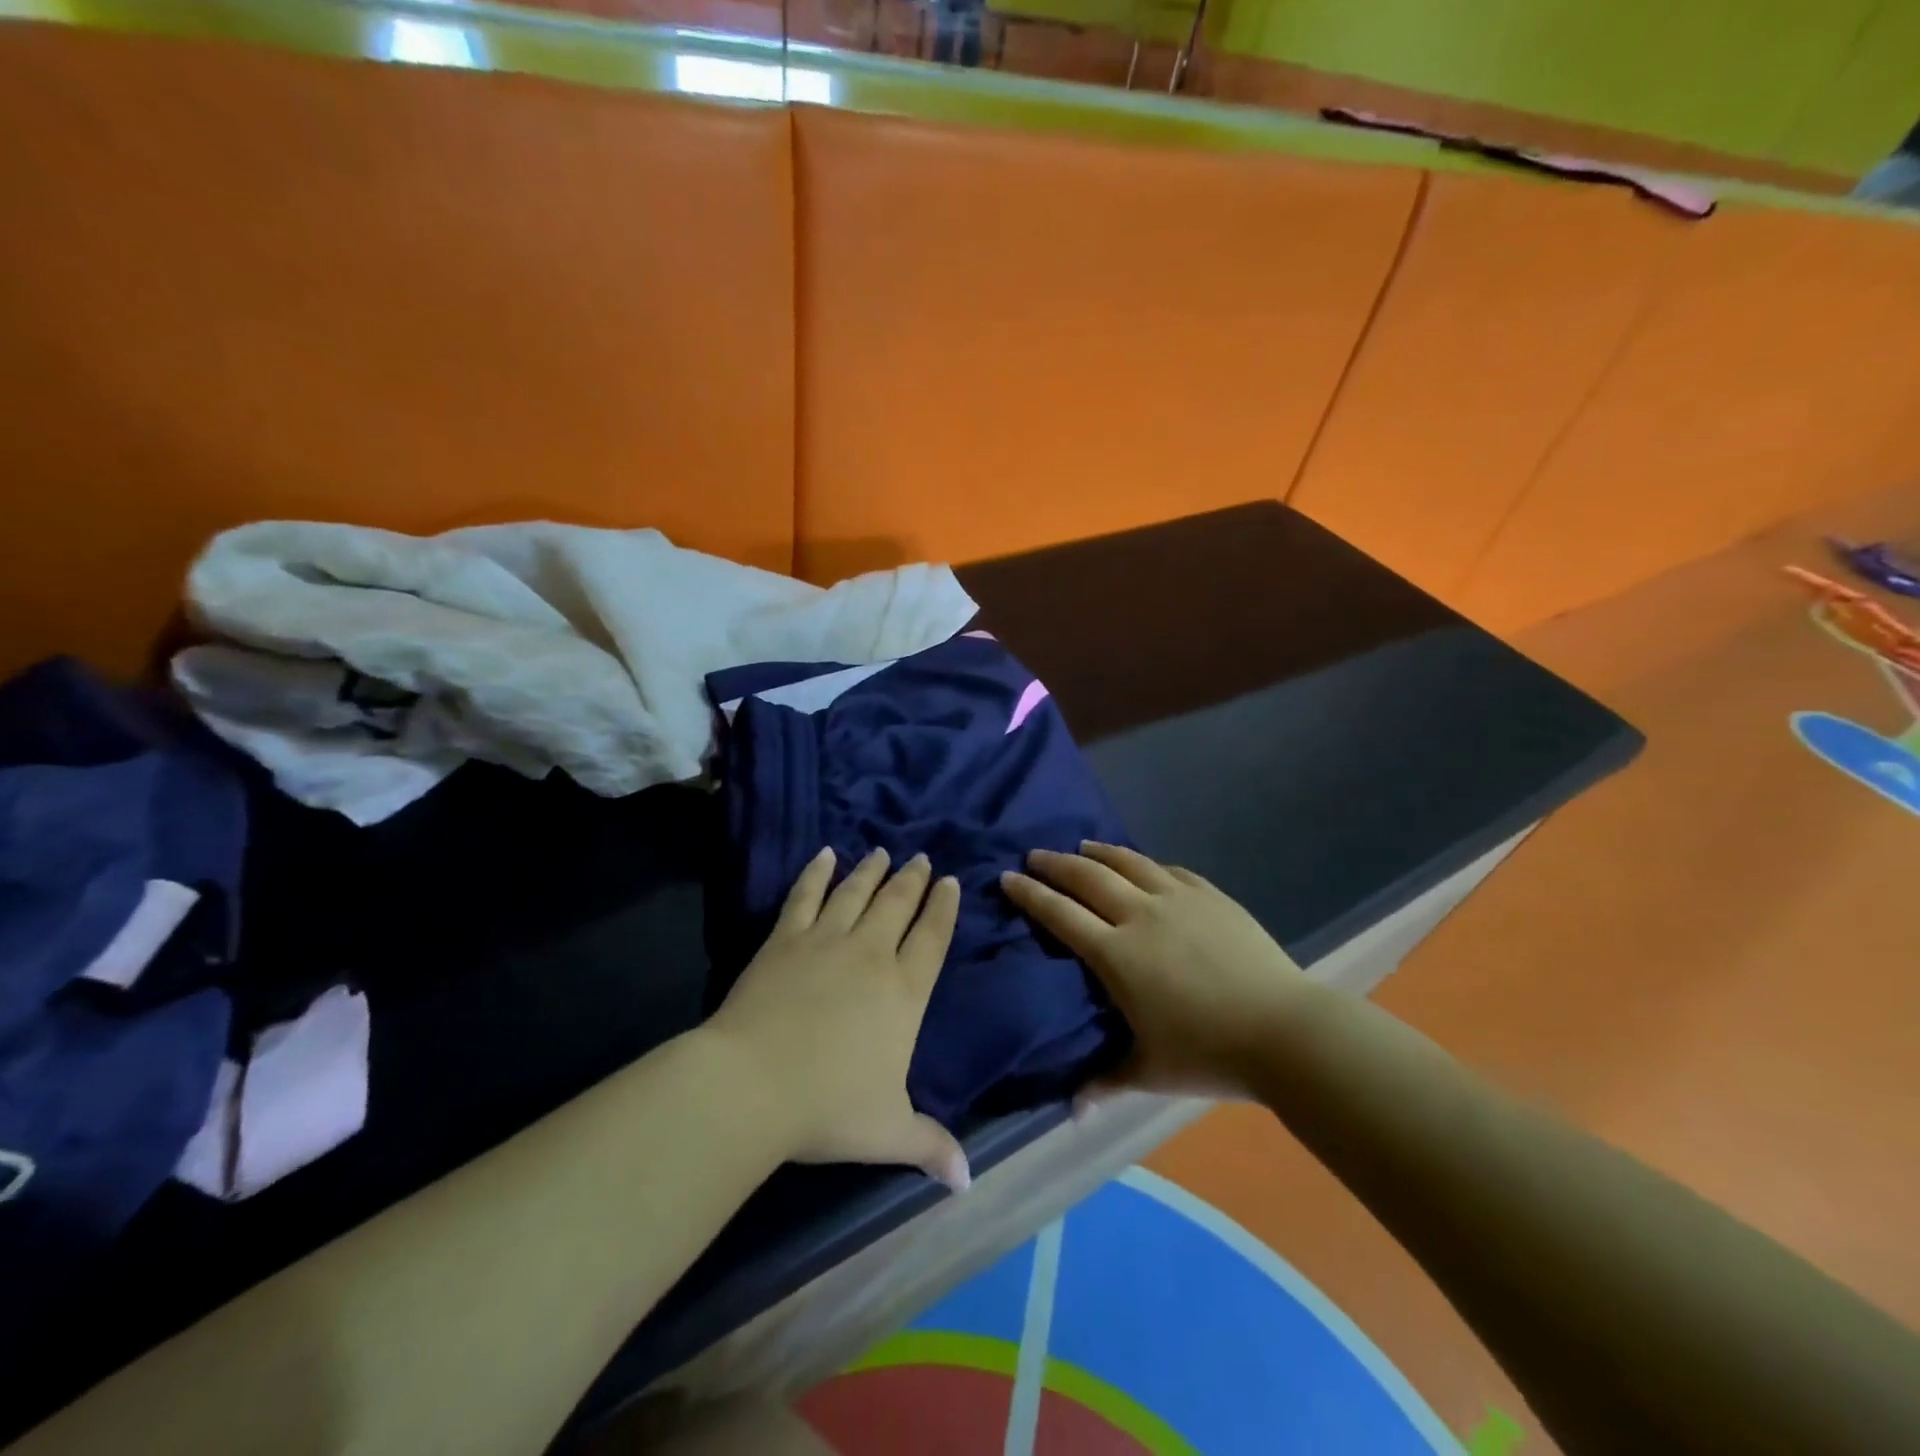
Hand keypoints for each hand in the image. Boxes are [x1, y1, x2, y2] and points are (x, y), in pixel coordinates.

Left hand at [706, 847, 971, 1191]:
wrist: (755, 1083)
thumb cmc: (829, 1107)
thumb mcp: (889, 1131)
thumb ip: (930, 1145)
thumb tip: (967, 1181)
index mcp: (904, 991)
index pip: (932, 937)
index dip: (943, 907)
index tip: (949, 882)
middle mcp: (872, 954)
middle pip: (898, 904)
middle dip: (913, 879)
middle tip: (921, 857)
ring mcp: (827, 940)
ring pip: (856, 892)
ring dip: (872, 870)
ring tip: (882, 851)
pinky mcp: (786, 938)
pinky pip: (806, 895)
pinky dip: (816, 872)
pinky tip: (824, 854)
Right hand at [1001, 842, 1310, 1104]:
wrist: (1285, 1030)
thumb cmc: (1208, 1053)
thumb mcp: (1149, 1072)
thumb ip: (1104, 1083)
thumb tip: (1071, 1112)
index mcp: (1116, 954)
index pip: (1061, 914)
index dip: (1031, 894)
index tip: (1008, 877)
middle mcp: (1140, 915)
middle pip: (1088, 878)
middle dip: (1055, 864)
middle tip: (1034, 855)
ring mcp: (1178, 900)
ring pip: (1128, 863)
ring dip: (1099, 852)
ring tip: (1081, 846)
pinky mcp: (1211, 896)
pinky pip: (1169, 870)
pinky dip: (1146, 863)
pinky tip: (1142, 863)